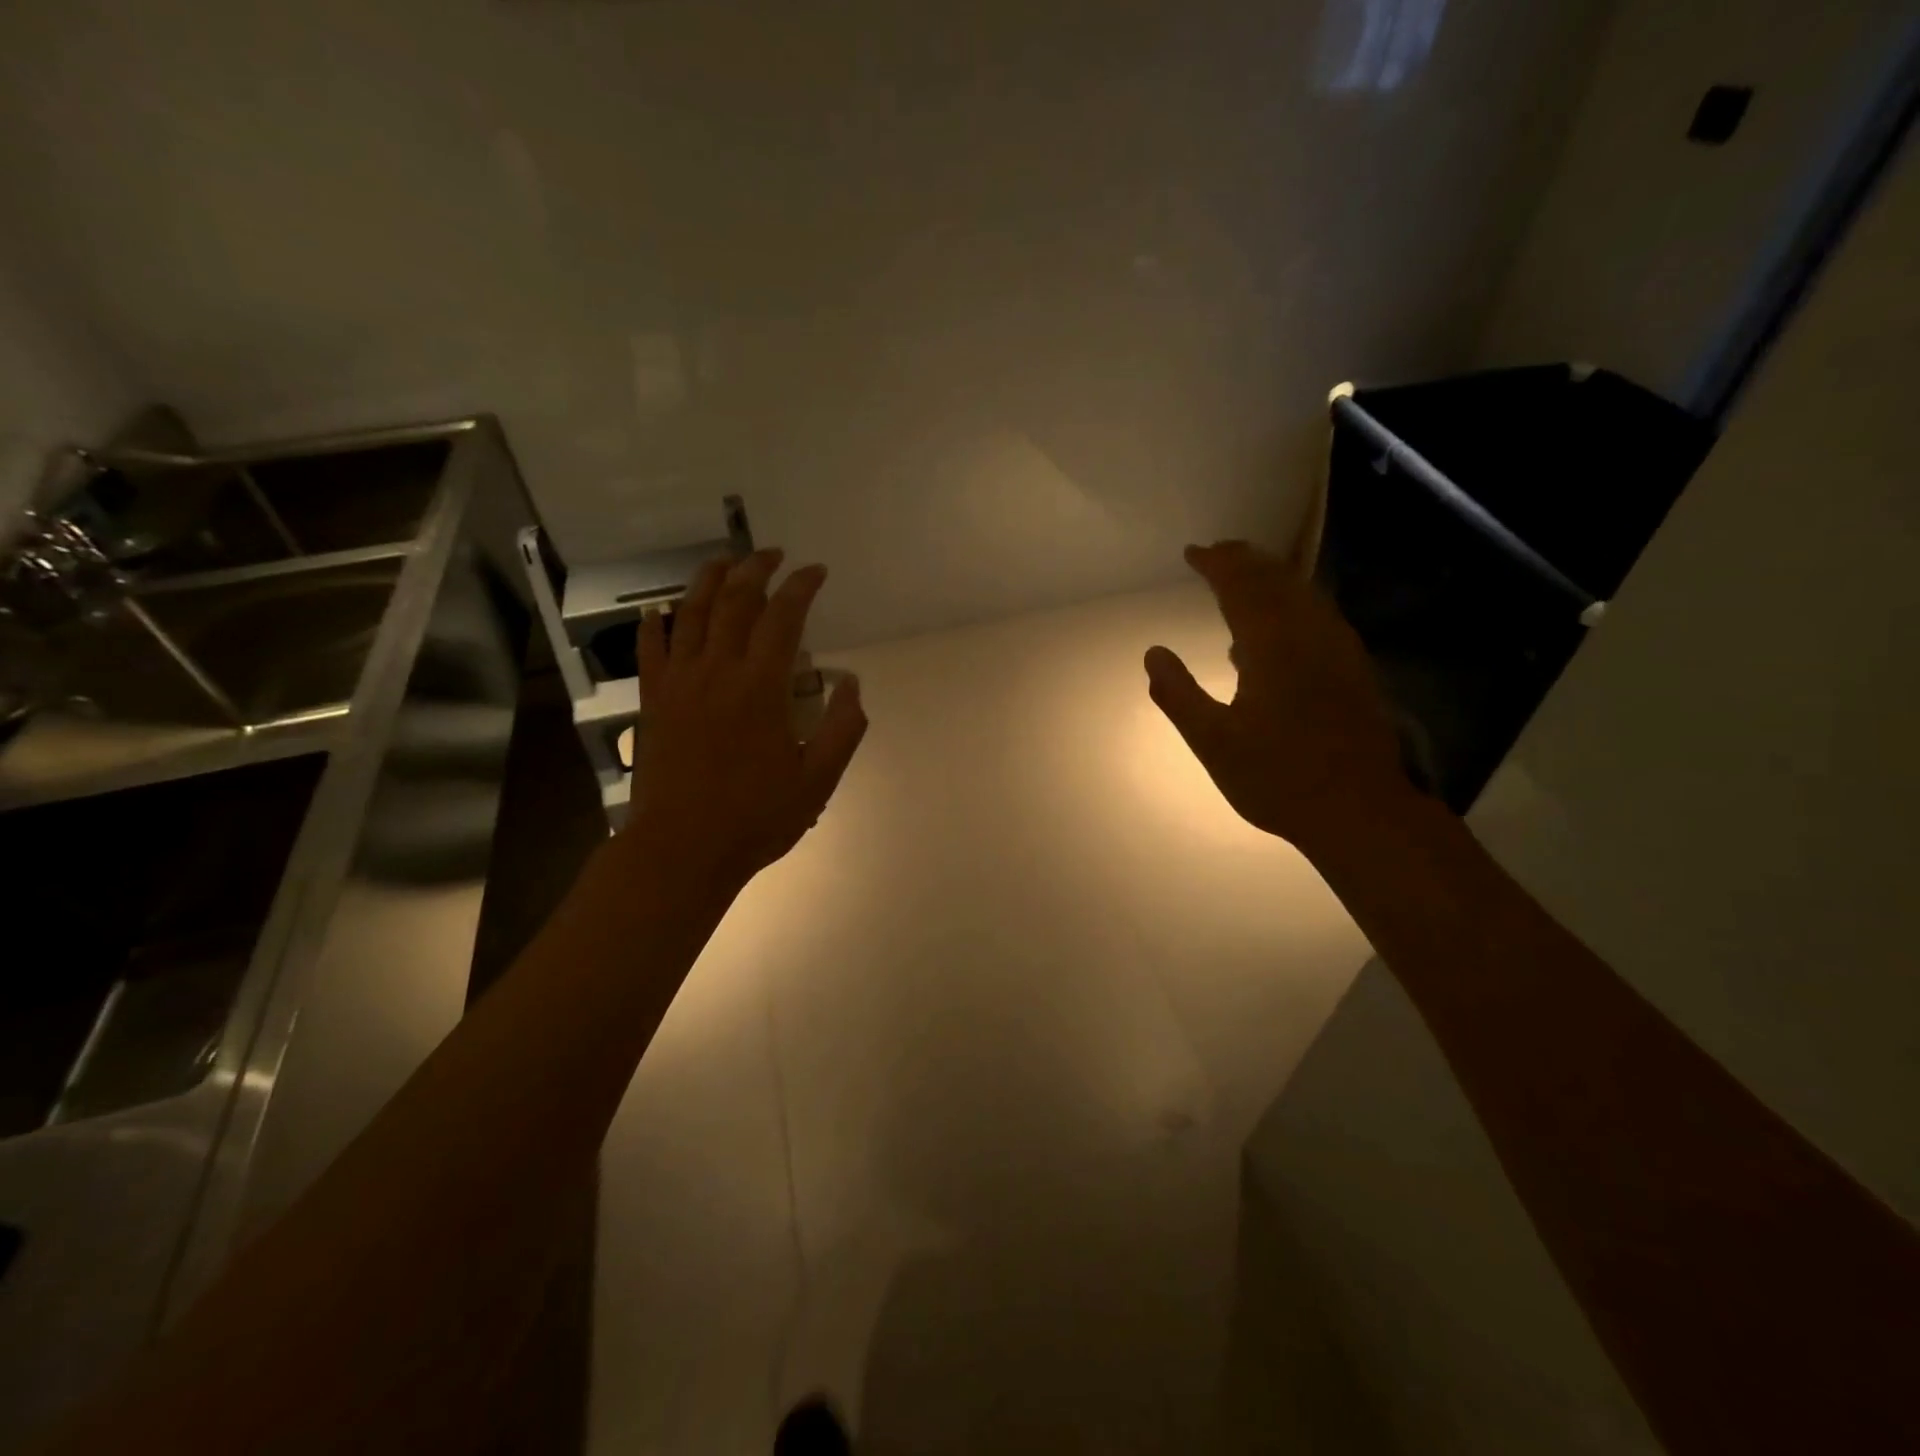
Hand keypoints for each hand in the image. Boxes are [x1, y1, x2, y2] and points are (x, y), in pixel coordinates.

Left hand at [624, 548, 867, 895]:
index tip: (816, 572)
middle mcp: (717, 671)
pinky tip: (659, 610)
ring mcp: (679, 683)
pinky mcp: (653, 702)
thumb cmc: (756, 817)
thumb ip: (842, 727)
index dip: (802, 587)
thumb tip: (851, 682)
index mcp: (761, 686)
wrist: (682, 849)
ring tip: (726, 561)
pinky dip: (655, 624)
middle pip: (735, 602)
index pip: (784, 617)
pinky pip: (650, 650)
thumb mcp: (818, 780)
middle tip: (774, 555)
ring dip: (710, 580)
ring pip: (691, 614)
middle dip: (757, 569)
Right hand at [1145, 540, 1408, 850]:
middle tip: (1216, 553)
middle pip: (1277, 580)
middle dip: (1245, 560)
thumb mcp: (1212, 742)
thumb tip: (1153, 653)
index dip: (1217, 564)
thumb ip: (1179, 694)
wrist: (1358, 810)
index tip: (1192, 552)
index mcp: (1273, 645)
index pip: (1242, 586)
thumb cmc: (1277, 777)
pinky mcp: (1353, 669)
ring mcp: (1338, 650)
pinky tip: (1276, 628)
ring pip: (1303, 595)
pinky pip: (1318, 617)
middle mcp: (1310, 635)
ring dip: (1271, 577)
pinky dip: (1291, 605)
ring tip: (1243, 577)